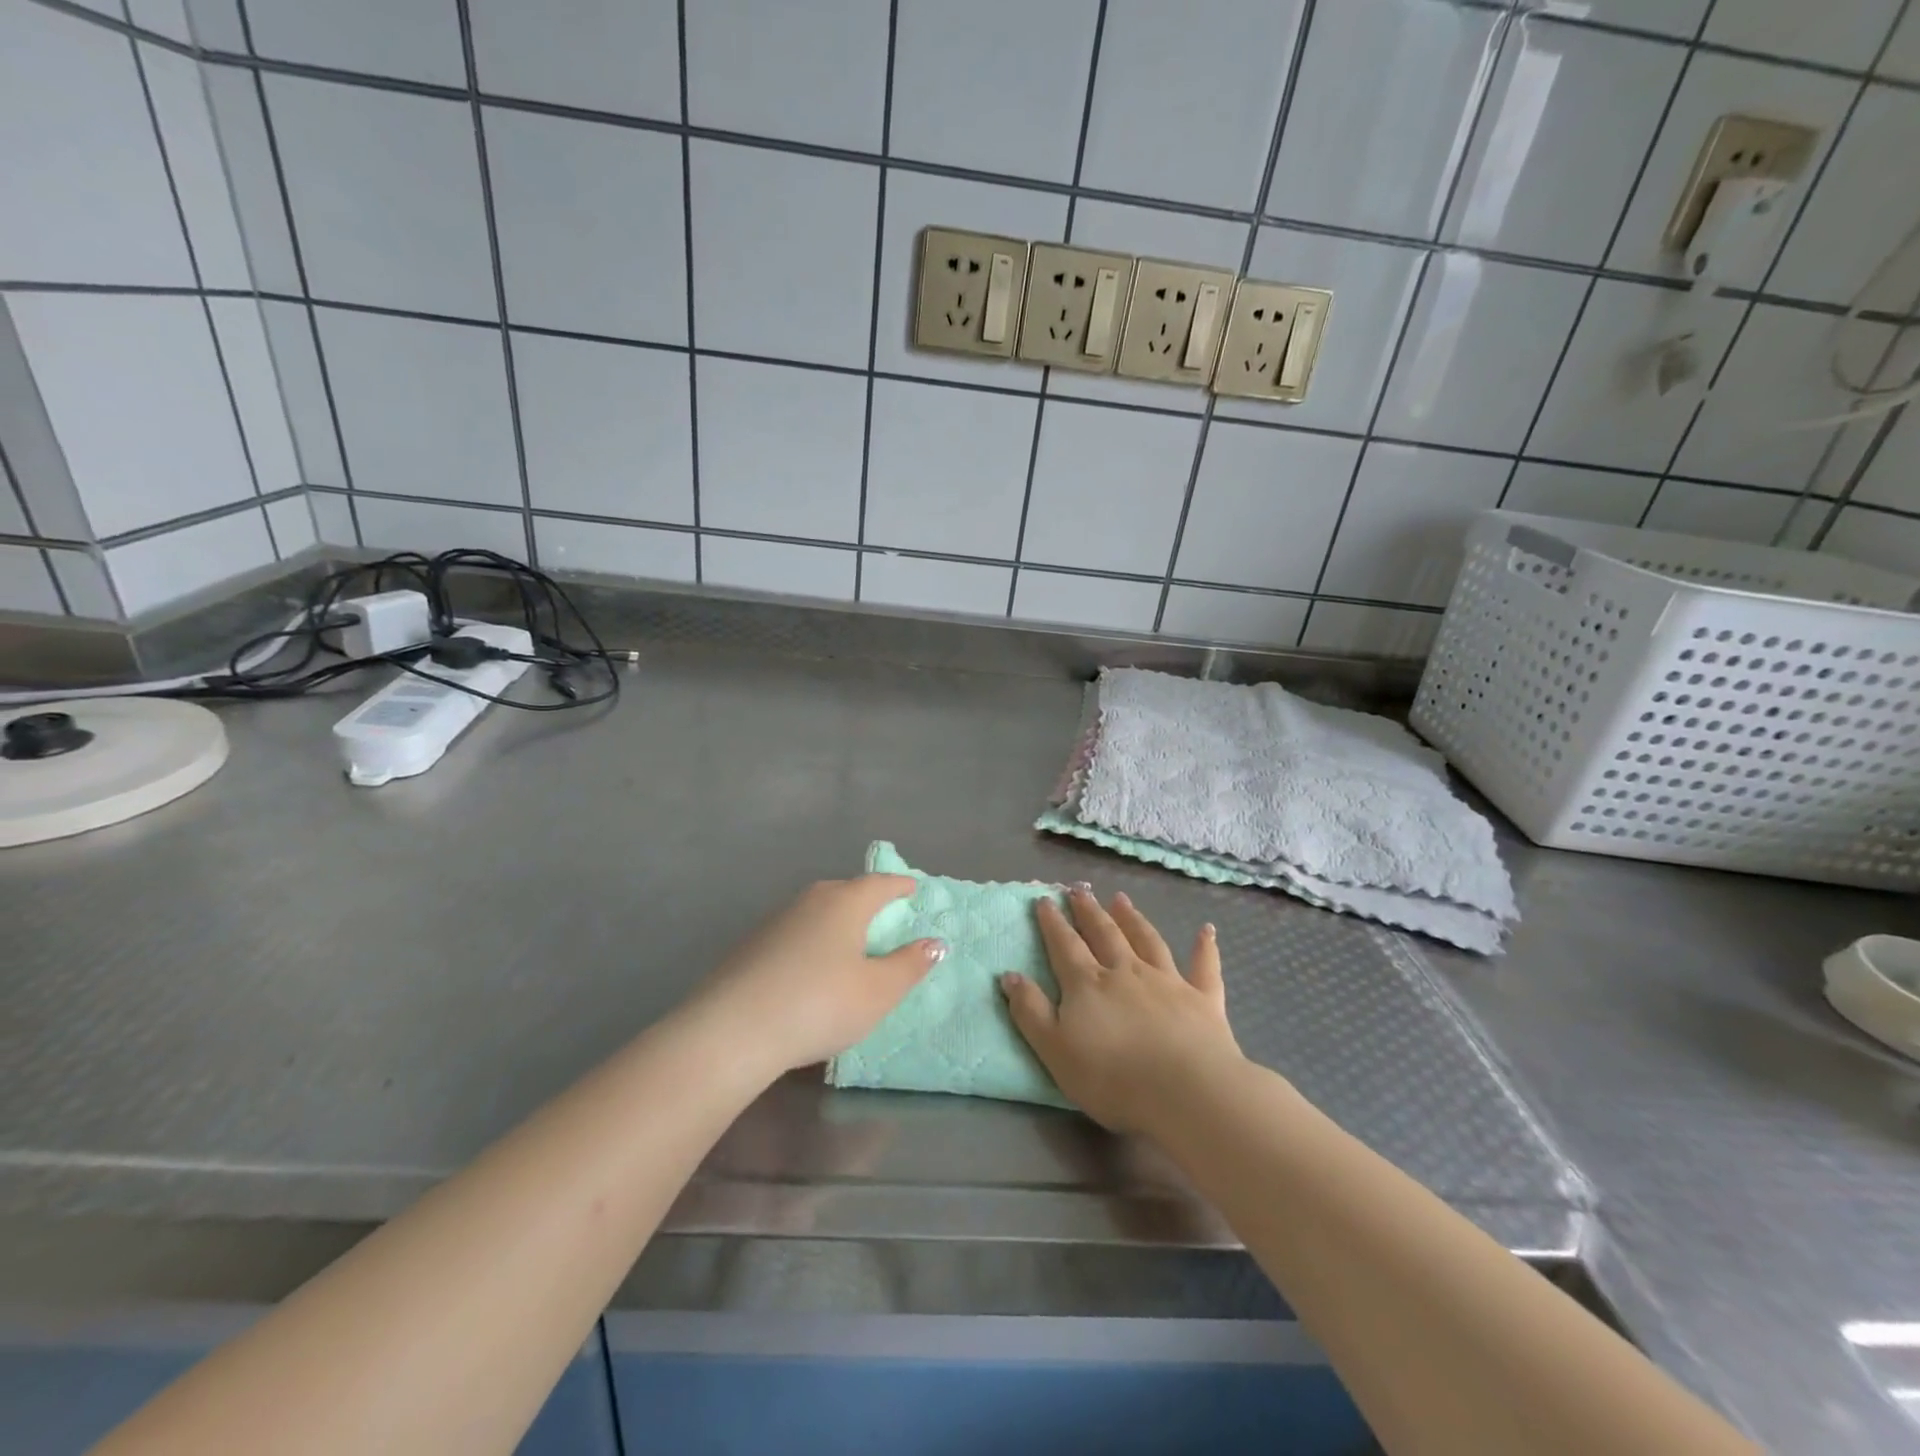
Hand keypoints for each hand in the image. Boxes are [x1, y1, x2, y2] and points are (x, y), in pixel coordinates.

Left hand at [692, 875, 944, 1074]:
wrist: (731, 1031)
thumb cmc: (819, 1005)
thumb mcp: (878, 992)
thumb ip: (909, 965)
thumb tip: (934, 942)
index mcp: (845, 902)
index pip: (880, 883)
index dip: (900, 886)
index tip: (913, 888)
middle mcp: (810, 900)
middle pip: (846, 891)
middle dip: (868, 900)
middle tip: (885, 917)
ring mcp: (776, 920)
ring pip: (817, 911)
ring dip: (837, 922)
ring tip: (849, 944)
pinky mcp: (751, 945)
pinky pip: (795, 932)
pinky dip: (812, 941)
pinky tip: (810, 968)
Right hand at [1000, 885, 1241, 1134]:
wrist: (1187, 1091)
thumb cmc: (1112, 1078)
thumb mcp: (1054, 1050)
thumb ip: (1030, 1011)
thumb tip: (1008, 975)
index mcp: (1088, 984)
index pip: (1065, 945)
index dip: (1053, 923)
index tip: (1045, 899)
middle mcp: (1126, 972)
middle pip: (1104, 934)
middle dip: (1089, 911)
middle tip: (1079, 890)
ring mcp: (1168, 982)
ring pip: (1147, 940)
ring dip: (1133, 918)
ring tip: (1121, 899)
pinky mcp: (1203, 999)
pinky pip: (1204, 967)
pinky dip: (1204, 947)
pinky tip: (1206, 930)